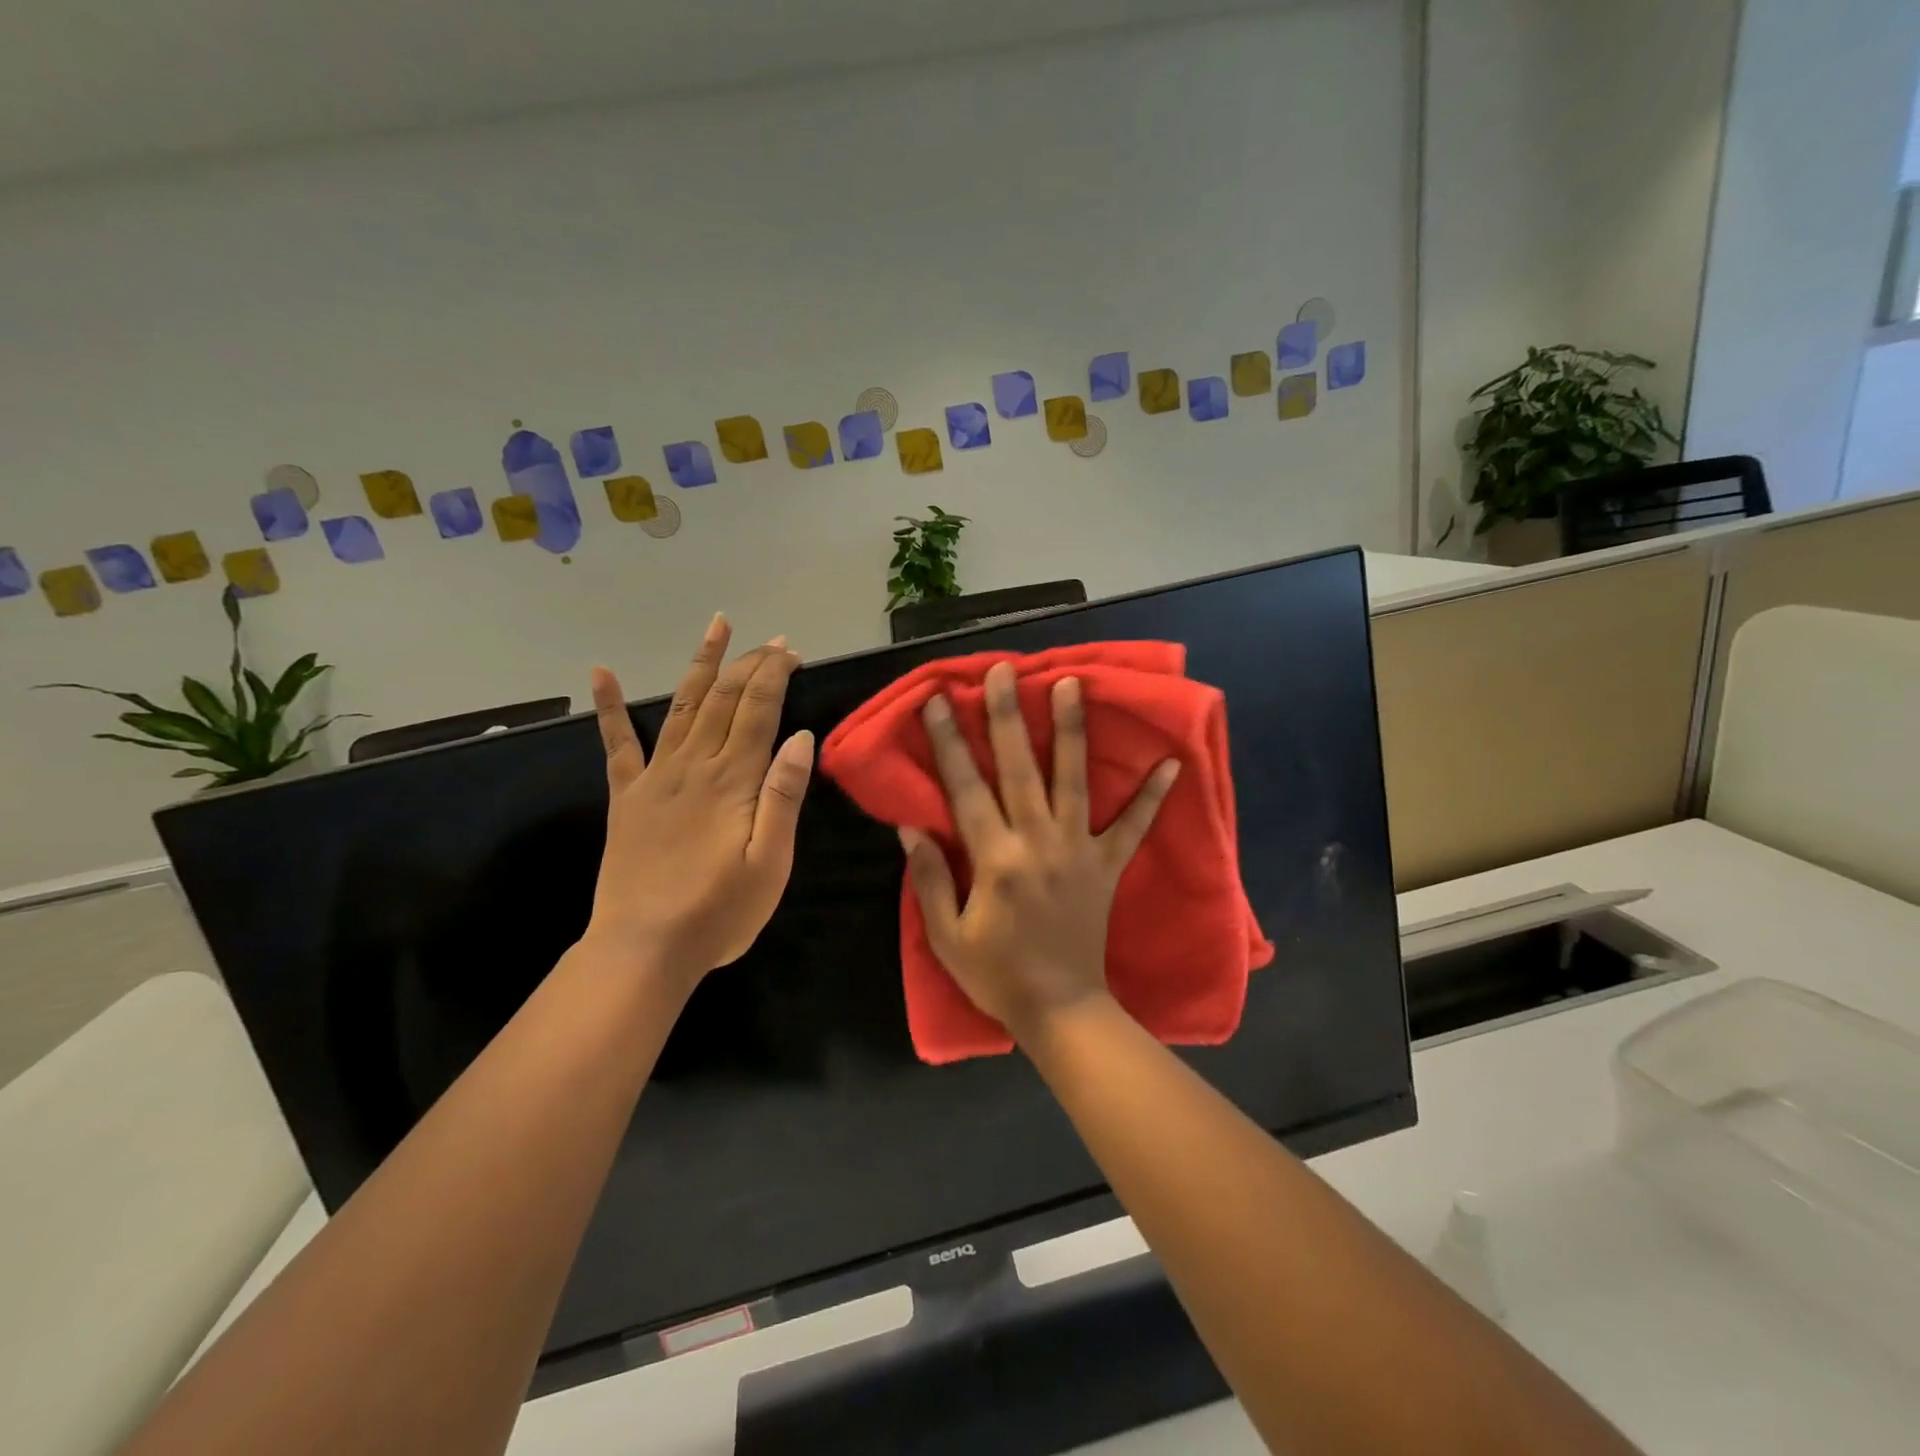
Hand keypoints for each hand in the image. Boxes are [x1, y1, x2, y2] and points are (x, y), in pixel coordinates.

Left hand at [584, 615, 813, 987]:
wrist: (644, 949)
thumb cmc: (720, 912)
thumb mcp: (771, 863)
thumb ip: (783, 797)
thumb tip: (800, 737)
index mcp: (733, 782)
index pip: (757, 711)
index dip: (774, 675)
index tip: (791, 652)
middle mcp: (693, 767)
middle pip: (724, 699)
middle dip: (750, 664)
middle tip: (773, 642)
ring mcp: (655, 778)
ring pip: (682, 706)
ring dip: (700, 665)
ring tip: (716, 627)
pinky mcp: (627, 797)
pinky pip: (617, 744)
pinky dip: (610, 706)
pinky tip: (601, 673)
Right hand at [900, 661, 1179, 1043]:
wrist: (1061, 1009)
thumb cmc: (997, 975)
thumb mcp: (948, 936)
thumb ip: (931, 878)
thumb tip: (912, 827)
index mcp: (996, 859)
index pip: (967, 789)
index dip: (949, 743)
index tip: (939, 701)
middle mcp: (1039, 842)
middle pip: (1020, 768)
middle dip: (1008, 715)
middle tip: (1004, 671)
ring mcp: (1079, 850)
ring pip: (1074, 780)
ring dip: (1072, 730)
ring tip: (1072, 684)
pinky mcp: (1108, 865)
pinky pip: (1134, 827)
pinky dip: (1153, 796)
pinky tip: (1172, 762)